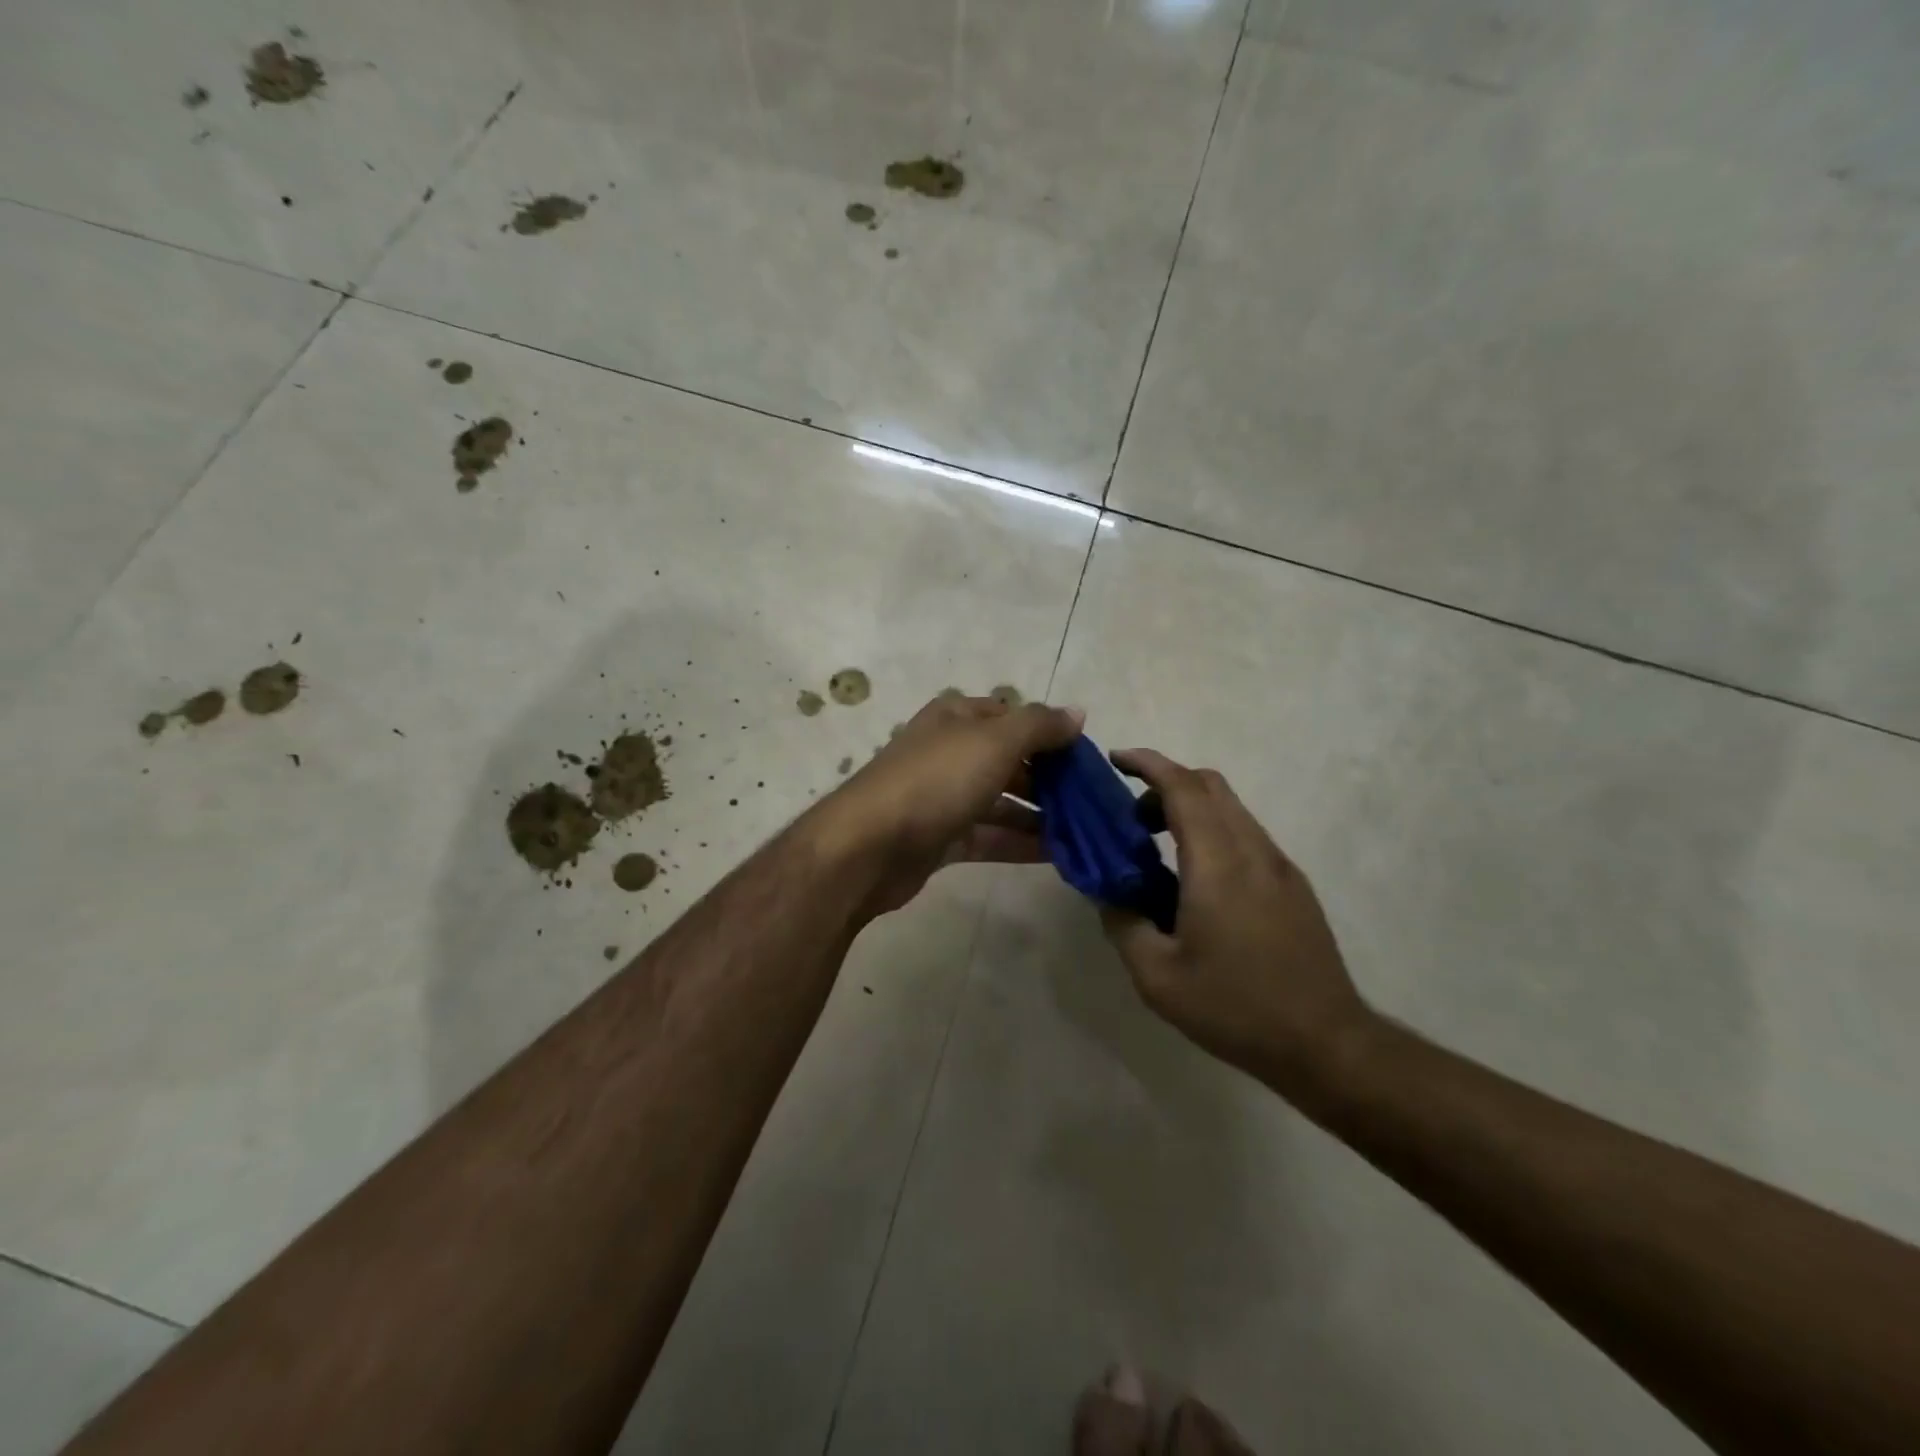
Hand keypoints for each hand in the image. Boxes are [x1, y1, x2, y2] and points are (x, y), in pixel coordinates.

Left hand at [810, 691, 1084, 915]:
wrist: (868, 846)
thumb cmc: (936, 780)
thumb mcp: (995, 741)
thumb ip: (1039, 726)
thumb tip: (1077, 713)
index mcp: (956, 717)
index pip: (1012, 716)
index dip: (1048, 732)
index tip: (1086, 757)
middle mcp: (948, 751)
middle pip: (1008, 759)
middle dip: (1048, 778)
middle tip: (1091, 800)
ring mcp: (942, 796)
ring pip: (1000, 801)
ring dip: (1039, 814)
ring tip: (1084, 831)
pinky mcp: (939, 838)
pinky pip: (988, 836)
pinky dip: (1019, 842)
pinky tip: (1057, 854)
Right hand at [1100, 748, 1375, 1092]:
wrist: (1326, 1043)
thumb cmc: (1236, 1008)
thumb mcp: (1158, 977)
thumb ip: (1123, 923)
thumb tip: (1107, 891)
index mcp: (1218, 864)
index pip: (1183, 786)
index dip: (1147, 763)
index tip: (1115, 759)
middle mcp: (1253, 850)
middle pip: (1210, 785)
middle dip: (1165, 782)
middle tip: (1131, 815)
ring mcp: (1279, 865)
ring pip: (1231, 808)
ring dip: (1190, 808)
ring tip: (1157, 848)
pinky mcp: (1294, 885)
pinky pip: (1246, 835)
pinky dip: (1213, 832)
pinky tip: (1196, 879)